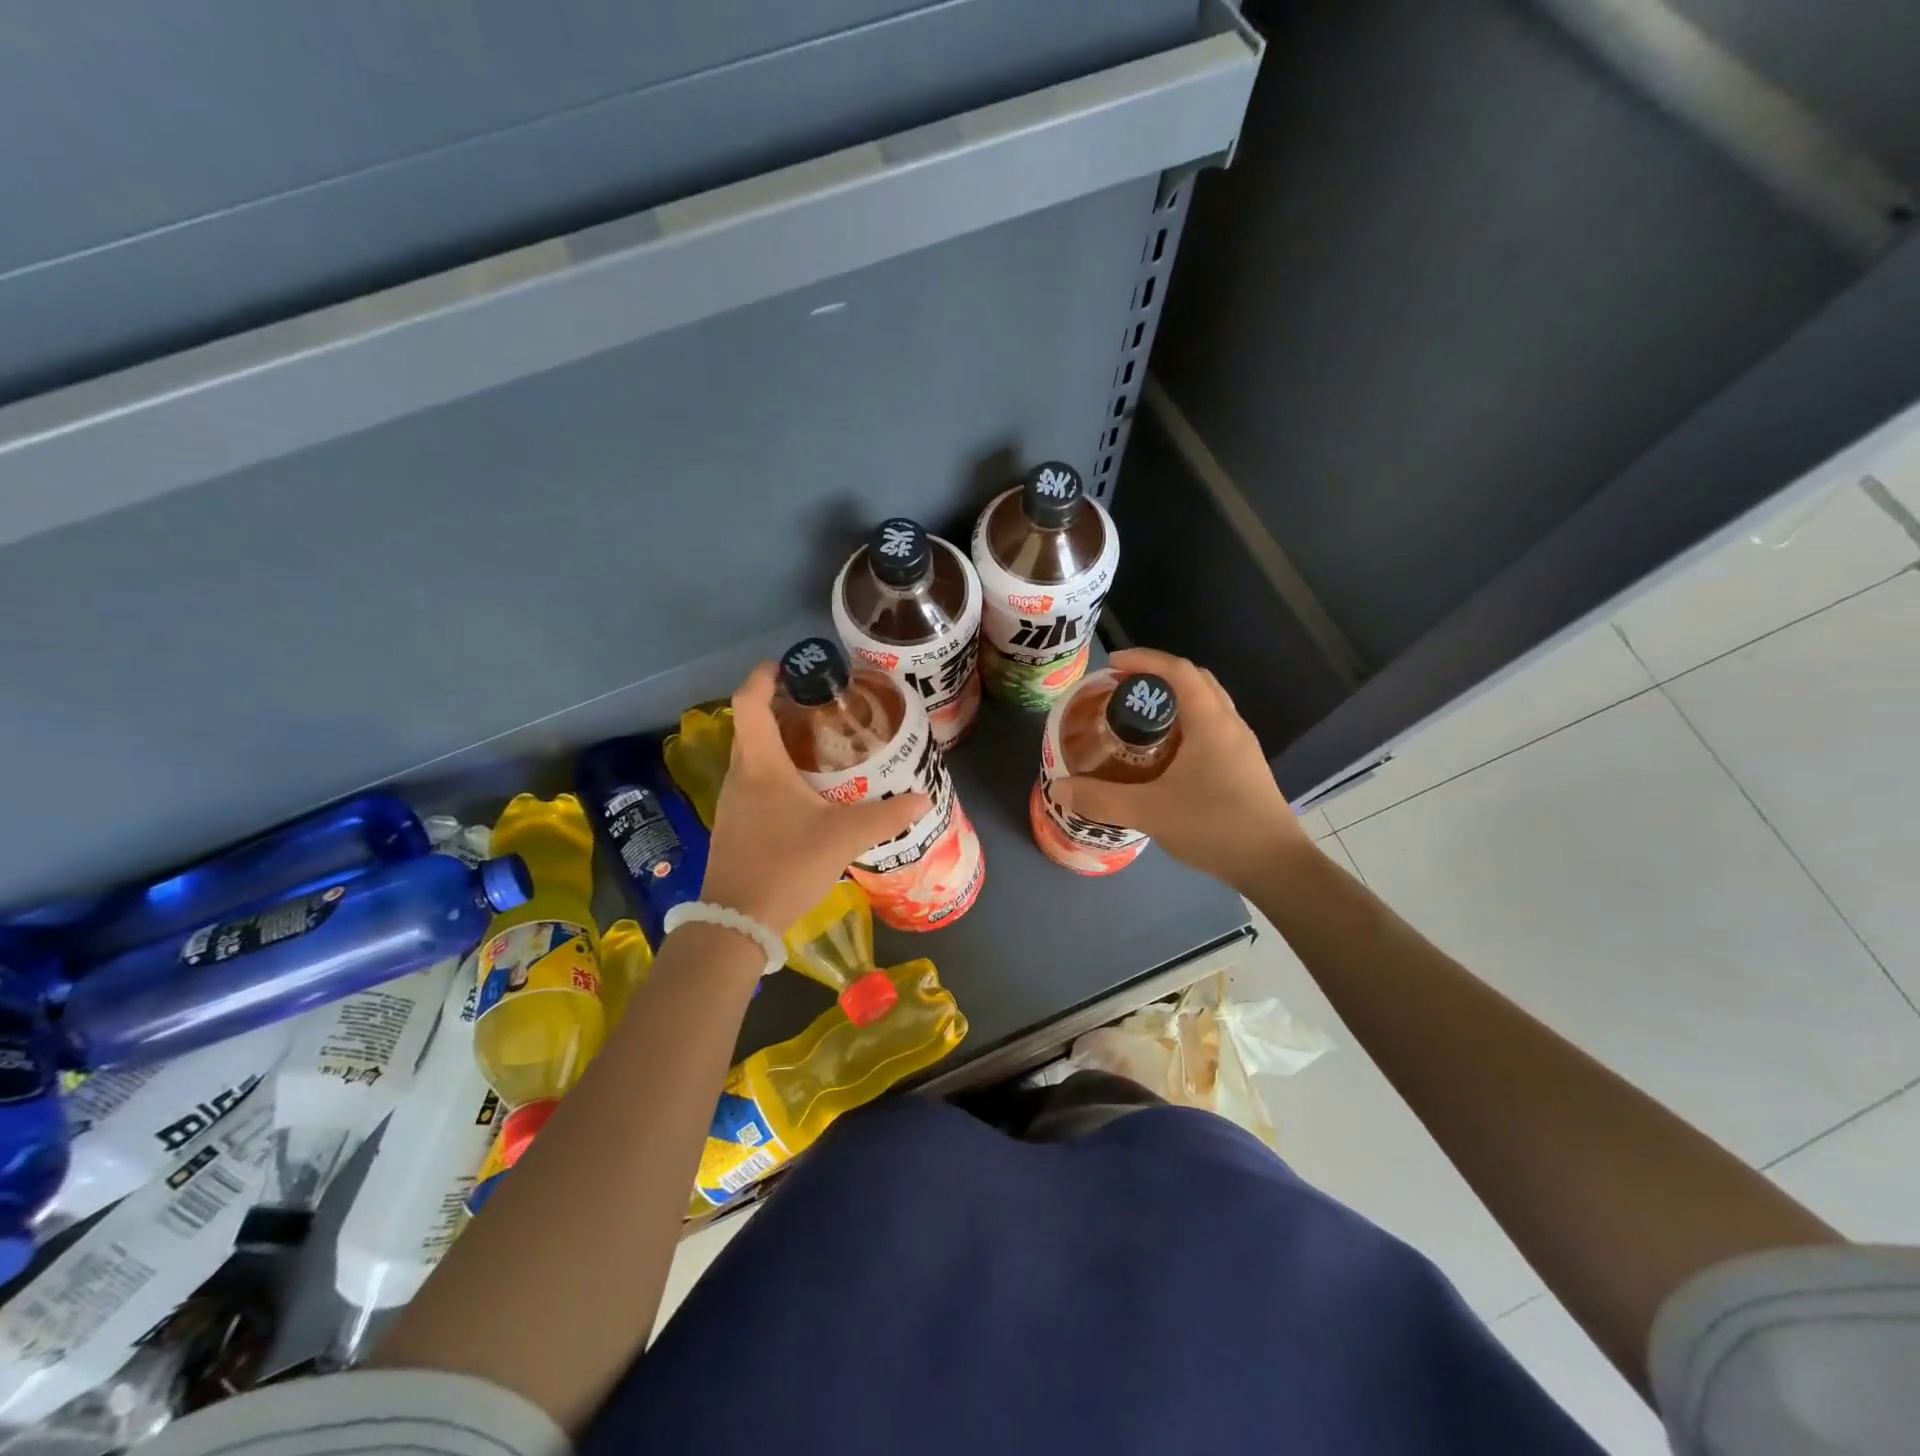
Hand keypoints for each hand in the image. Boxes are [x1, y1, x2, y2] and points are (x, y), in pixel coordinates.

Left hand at [698, 661, 928, 933]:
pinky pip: (754, 782)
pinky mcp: (735, 825)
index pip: (749, 701)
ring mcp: (732, 802)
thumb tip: (922, 798)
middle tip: (823, 707)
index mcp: (760, 764)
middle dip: (782, 708)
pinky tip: (807, 793)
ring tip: (822, 746)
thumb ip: (886, 817)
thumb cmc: (787, 865)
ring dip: (780, 742)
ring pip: (753, 756)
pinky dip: (777, 773)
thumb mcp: (844, 837)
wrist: (737, 922)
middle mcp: (740, 775)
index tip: (791, 665)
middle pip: (752, 725)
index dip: (765, 676)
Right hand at [1049, 647, 1309, 893]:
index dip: (1145, 660)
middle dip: (1158, 677)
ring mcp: (1241, 747)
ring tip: (1138, 720)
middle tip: (1123, 691)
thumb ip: (1101, 799)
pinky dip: (1185, 725)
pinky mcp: (1244, 767)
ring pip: (1206, 705)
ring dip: (1174, 702)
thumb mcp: (1149, 812)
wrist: (1274, 865)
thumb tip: (1058, 788)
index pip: (1178, 671)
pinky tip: (1164, 755)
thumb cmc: (1214, 826)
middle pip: (1195, 681)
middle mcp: (1230, 724)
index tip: (1112, 664)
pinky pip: (1211, 729)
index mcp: (1210, 722)